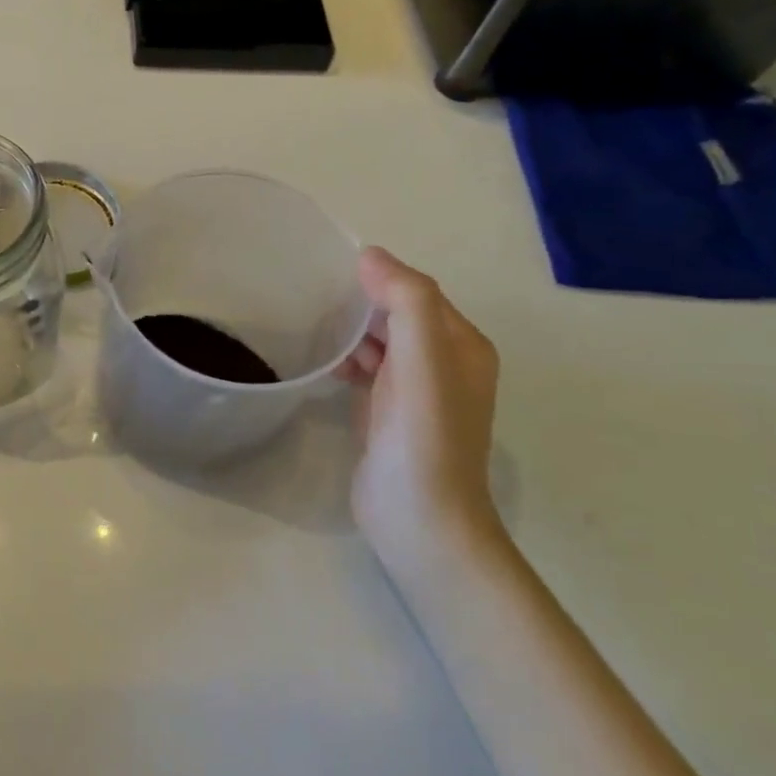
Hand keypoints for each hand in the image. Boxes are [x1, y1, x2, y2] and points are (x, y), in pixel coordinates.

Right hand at [340, 247, 503, 587]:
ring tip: (313, 328)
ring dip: (352, 333)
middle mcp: (445, 364)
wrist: (419, 519)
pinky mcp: (389, 416)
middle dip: (362, 305)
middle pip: (399, 316)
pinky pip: (368, 372)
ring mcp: (417, 393)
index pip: (418, 292)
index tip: (330, 272)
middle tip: (314, 298)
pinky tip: (324, 364)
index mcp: (462, 345)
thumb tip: (371, 255)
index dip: (380, 278)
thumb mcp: (422, 358)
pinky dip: (348, 362)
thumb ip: (405, 301)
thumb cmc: (423, 435)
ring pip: (381, 344)